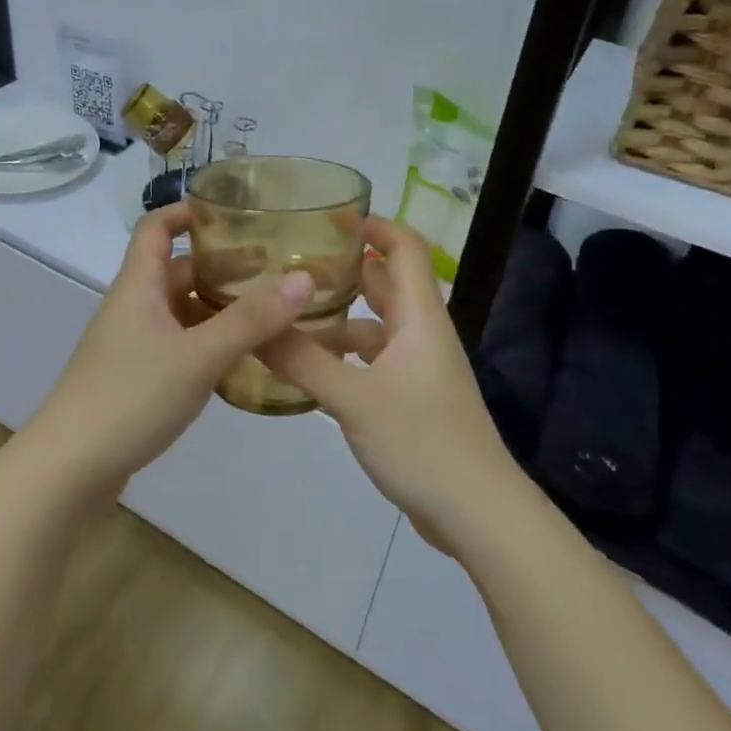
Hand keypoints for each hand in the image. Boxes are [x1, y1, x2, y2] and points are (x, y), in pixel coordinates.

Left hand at [21, 202, 315, 500]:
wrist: (70, 467)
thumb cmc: (131, 396)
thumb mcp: (199, 354)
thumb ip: (251, 319)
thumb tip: (304, 278)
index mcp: (137, 286)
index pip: (155, 228)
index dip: (187, 212)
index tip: (232, 213)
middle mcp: (131, 307)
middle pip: (175, 271)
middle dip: (219, 268)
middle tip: (272, 273)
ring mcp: (129, 345)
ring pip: (178, 312)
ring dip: (216, 310)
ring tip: (267, 317)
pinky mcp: (133, 379)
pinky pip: (176, 346)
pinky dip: (205, 344)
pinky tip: (237, 363)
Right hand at [259, 218, 517, 550]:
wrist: (478, 515)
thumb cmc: (423, 443)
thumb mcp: (354, 400)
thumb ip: (302, 361)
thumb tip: (252, 325)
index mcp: (419, 318)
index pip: (404, 248)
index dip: (372, 225)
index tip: (325, 215)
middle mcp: (420, 334)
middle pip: (384, 283)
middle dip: (343, 267)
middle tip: (289, 261)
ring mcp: (417, 368)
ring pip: (373, 326)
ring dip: (336, 316)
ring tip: (286, 312)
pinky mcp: (409, 399)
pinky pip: (370, 361)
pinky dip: (341, 355)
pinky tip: (306, 366)